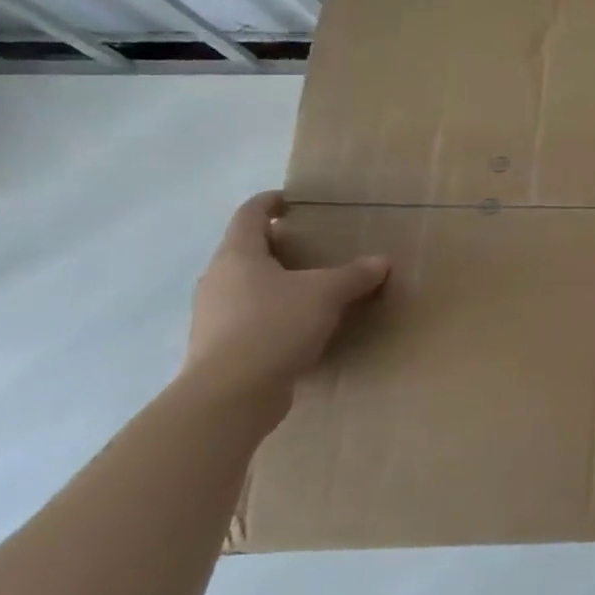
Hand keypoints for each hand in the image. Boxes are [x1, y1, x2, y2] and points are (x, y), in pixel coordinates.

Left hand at [185, 191, 388, 395]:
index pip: (249, 216)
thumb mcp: (326, 294)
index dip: (268, 203)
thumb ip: (355, 275)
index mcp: (237, 256)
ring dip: (273, 283)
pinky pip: (248, 318)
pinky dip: (272, 314)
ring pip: (245, 287)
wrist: (230, 394)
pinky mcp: (219, 347)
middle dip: (275, 247)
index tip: (288, 200)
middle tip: (309, 247)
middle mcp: (218, 280)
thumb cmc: (274, 326)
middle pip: (245, 252)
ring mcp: (213, 315)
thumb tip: (381, 261)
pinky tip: (298, 327)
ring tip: (308, 288)